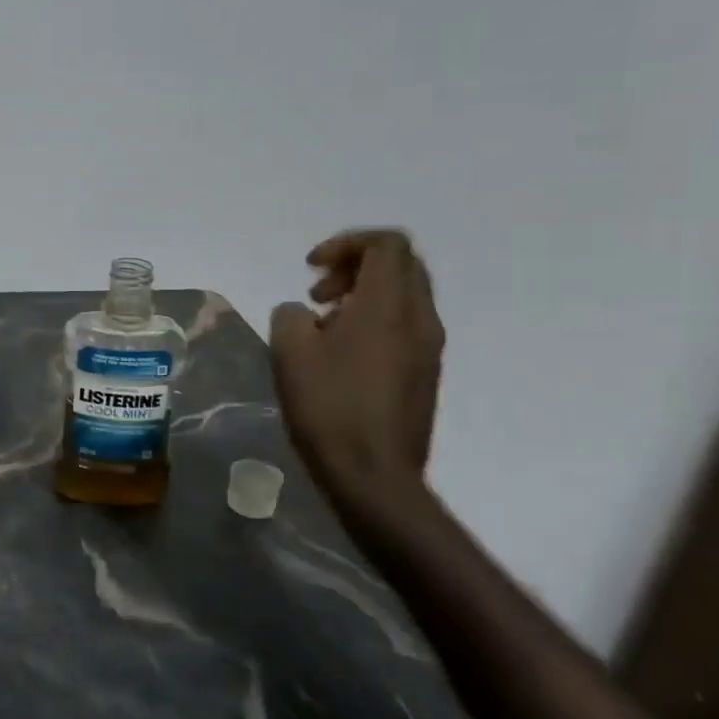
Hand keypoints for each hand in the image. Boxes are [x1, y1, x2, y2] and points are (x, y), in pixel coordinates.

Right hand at [270, 229, 443, 499]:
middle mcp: (420, 318)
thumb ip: (291, 315)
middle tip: (317, 292)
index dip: (346, 242)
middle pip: (400, 264)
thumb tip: (303, 314)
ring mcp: (429, 347)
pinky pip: (404, 324)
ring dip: (363, 294)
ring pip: (404, 295)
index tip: (310, 267)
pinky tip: (340, 353)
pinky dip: (373, 319)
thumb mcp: (290, 352)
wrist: (374, 475)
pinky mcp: (425, 373)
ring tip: (323, 324)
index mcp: (389, 306)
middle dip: (354, 265)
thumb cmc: (328, 407)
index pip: (387, 244)